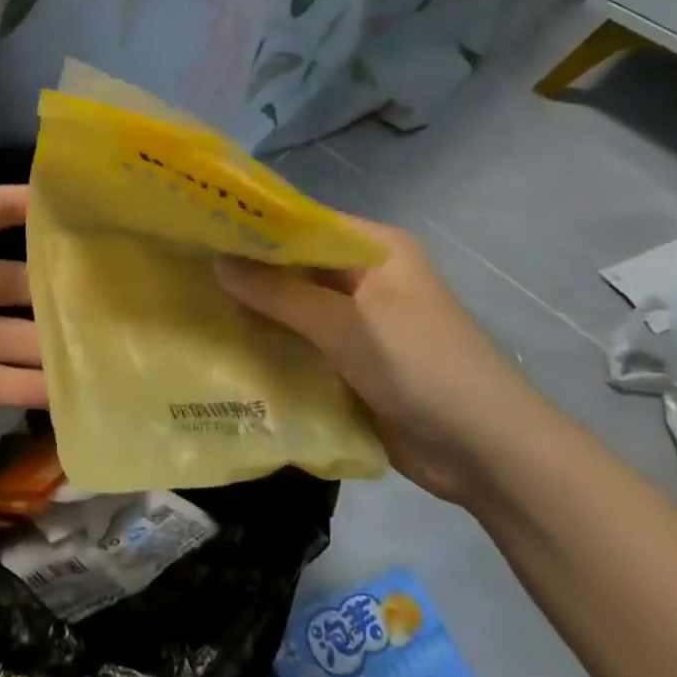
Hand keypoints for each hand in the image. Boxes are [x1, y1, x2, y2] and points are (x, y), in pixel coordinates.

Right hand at [216, 219, 544, 505]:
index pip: (304, 223)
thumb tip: (218, 263)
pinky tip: (225, 346)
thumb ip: (279, 294)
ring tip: (193, 304)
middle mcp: (366, 277)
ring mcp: (360, 321)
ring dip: (257, 310)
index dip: (255, 225)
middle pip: (297, 266)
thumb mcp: (346, 325)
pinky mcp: (353, 361)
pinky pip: (304, 342)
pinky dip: (273, 343)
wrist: (488, 454)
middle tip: (187, 269)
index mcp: (376, 249)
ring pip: (296, 306)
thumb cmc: (421, 367)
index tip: (201, 228)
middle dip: (249, 271)